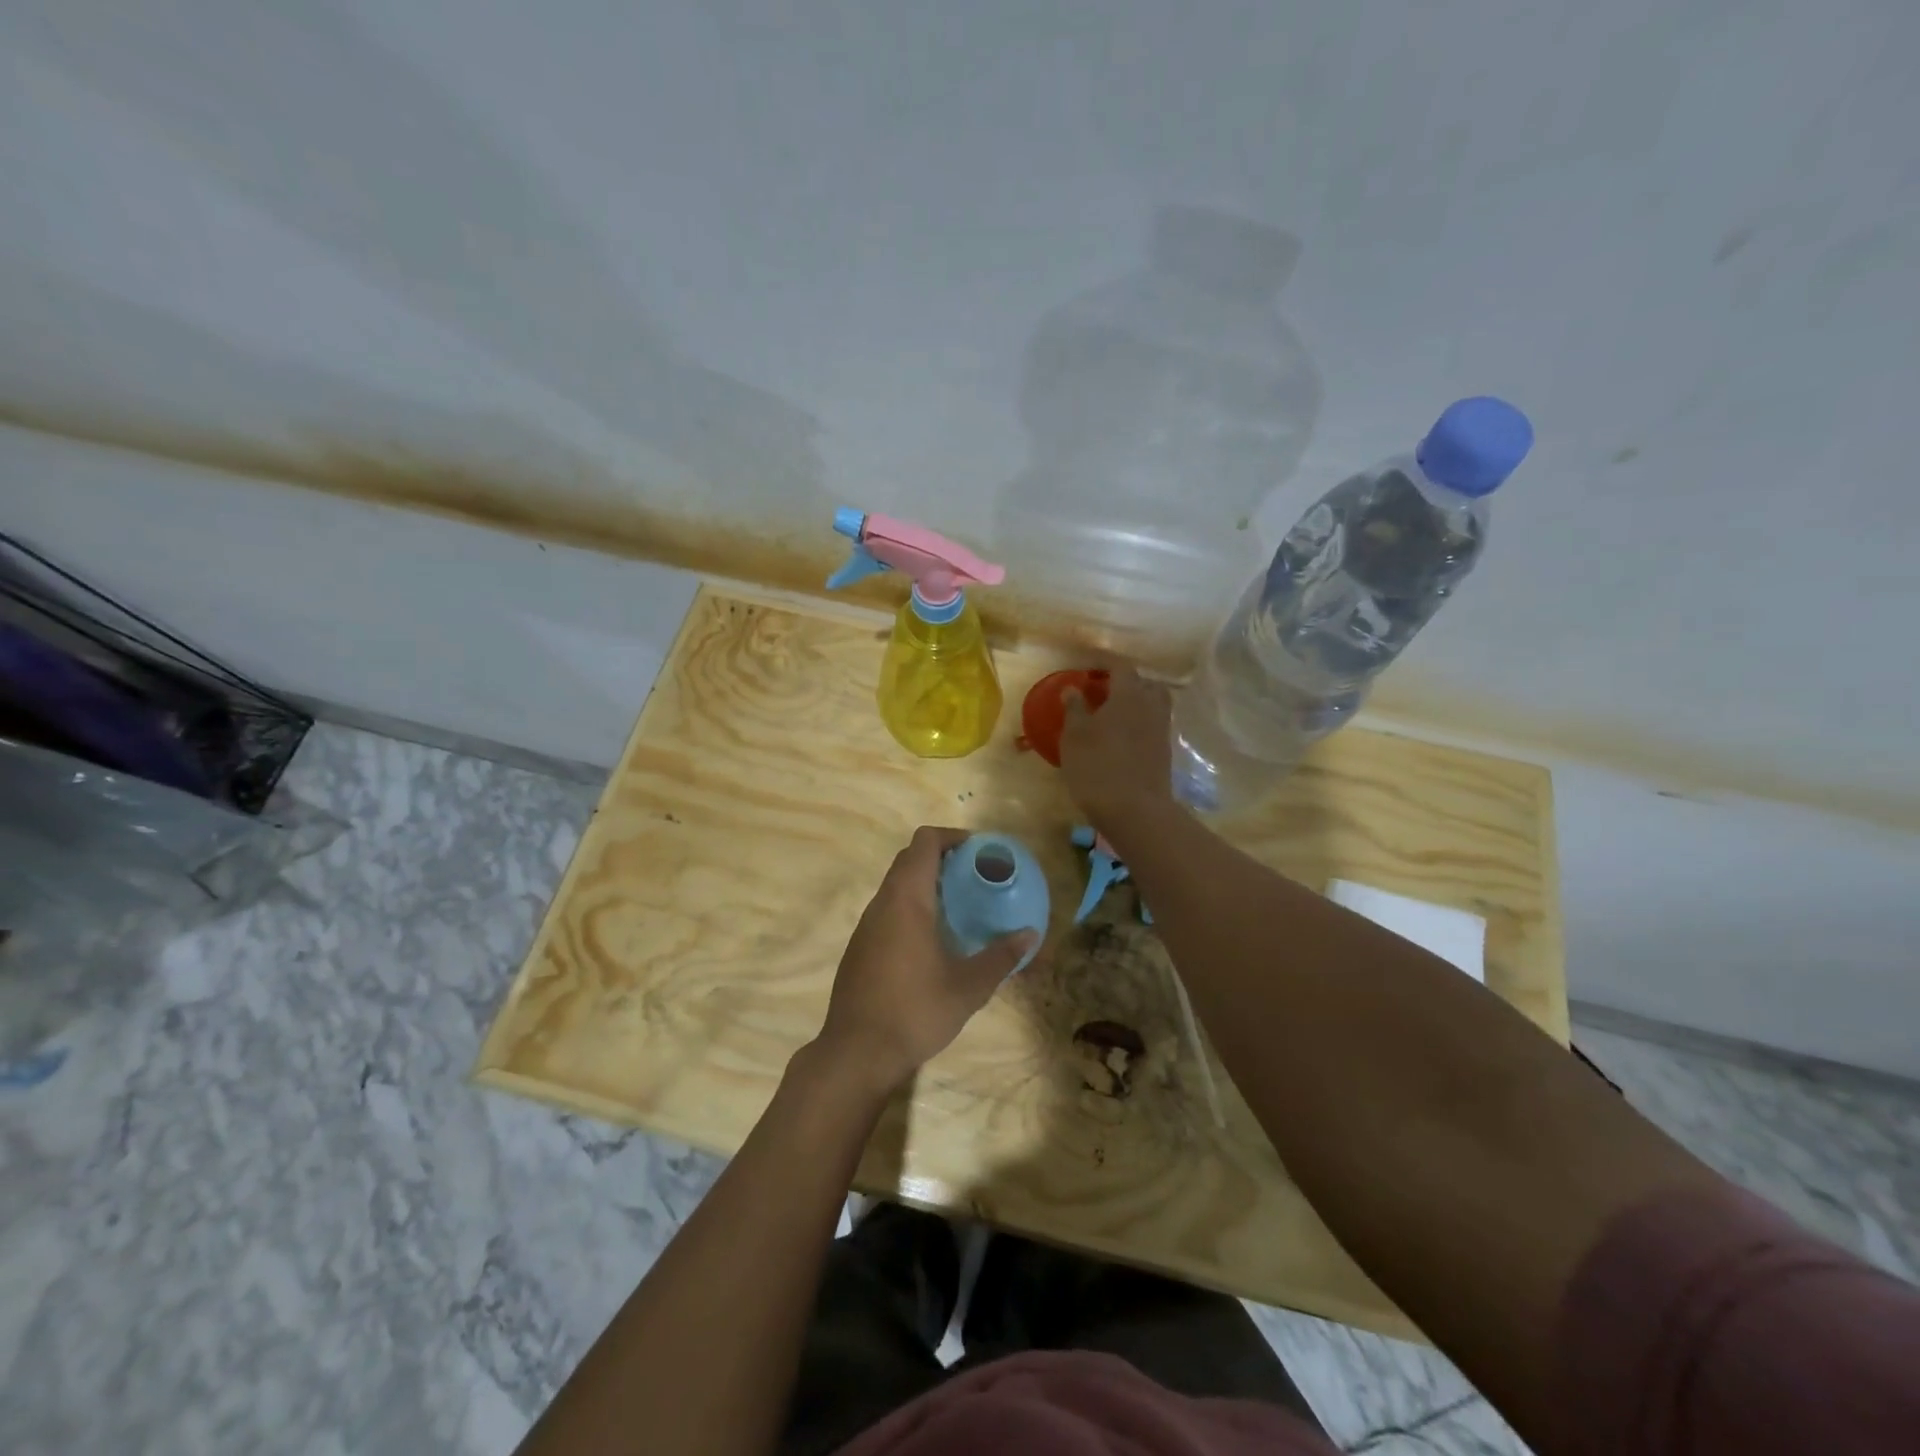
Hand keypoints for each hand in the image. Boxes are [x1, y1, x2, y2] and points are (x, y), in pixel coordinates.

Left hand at [815, 826, 1037, 1093]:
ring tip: (960, 906)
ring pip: (896, 885)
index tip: (978, 851)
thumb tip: (1031, 936)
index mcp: (907, 899)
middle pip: (909, 859)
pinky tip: (932, 939)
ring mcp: (866, 925)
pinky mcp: (860, 946)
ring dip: (926, 884)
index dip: (952, 837)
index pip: (925, 842)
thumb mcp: (968, 987)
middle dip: (942, 858)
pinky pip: (888, 909)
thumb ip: (1001, 957)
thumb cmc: (915, 1011)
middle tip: (975, 877)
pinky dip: (911, 907)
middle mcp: (882, 902)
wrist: (857, 1052)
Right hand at [1059, 665, 1174, 834]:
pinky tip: (1122, 738)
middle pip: (1145, 683)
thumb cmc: (1097, 766)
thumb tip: (1073, 689)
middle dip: (1127, 683)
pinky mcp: (1165, 752)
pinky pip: (1154, 726)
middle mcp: (1151, 706)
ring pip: (1153, 705)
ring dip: (1136, 704)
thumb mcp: (1075, 736)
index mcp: (1129, 695)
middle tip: (1105, 692)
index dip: (1105, 664)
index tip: (1089, 669)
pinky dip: (1140, 725)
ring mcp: (1162, 730)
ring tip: (1113, 716)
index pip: (1121, 667)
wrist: (1134, 810)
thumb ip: (1075, 709)